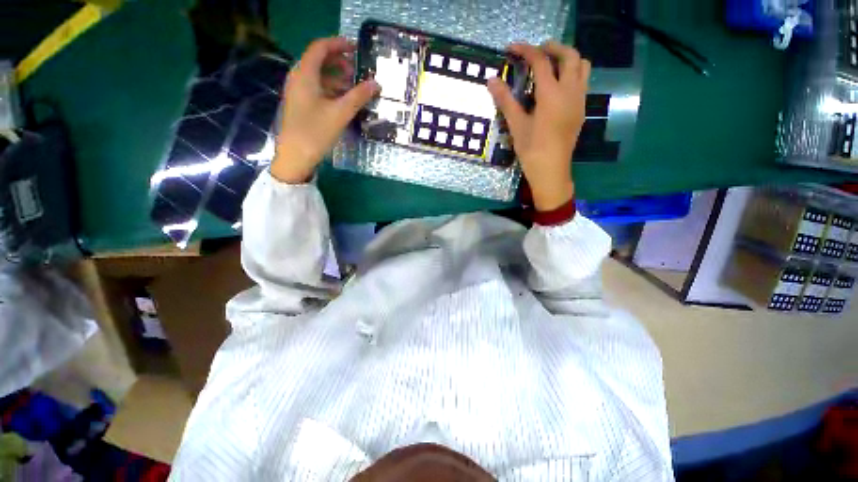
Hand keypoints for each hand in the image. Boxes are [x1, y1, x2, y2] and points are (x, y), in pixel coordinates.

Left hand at [272, 37, 379, 183]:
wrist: (296, 156)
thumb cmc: (316, 132)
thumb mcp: (340, 113)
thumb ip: (358, 96)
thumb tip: (376, 84)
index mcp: (305, 74)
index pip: (320, 48)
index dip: (338, 44)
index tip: (356, 49)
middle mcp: (298, 78)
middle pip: (318, 60)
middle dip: (339, 62)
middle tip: (357, 71)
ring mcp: (298, 92)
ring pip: (318, 76)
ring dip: (336, 77)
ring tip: (354, 88)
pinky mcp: (300, 105)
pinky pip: (316, 89)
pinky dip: (331, 90)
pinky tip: (343, 101)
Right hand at [487, 42, 590, 210]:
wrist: (551, 171)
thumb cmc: (532, 151)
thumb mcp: (516, 126)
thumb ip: (506, 101)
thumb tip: (491, 81)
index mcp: (551, 95)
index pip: (541, 62)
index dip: (526, 51)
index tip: (512, 49)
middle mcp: (570, 91)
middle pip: (570, 55)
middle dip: (552, 48)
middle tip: (535, 52)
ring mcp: (579, 100)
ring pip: (582, 66)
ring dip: (567, 58)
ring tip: (550, 65)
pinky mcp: (581, 109)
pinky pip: (583, 81)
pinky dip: (572, 73)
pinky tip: (557, 85)